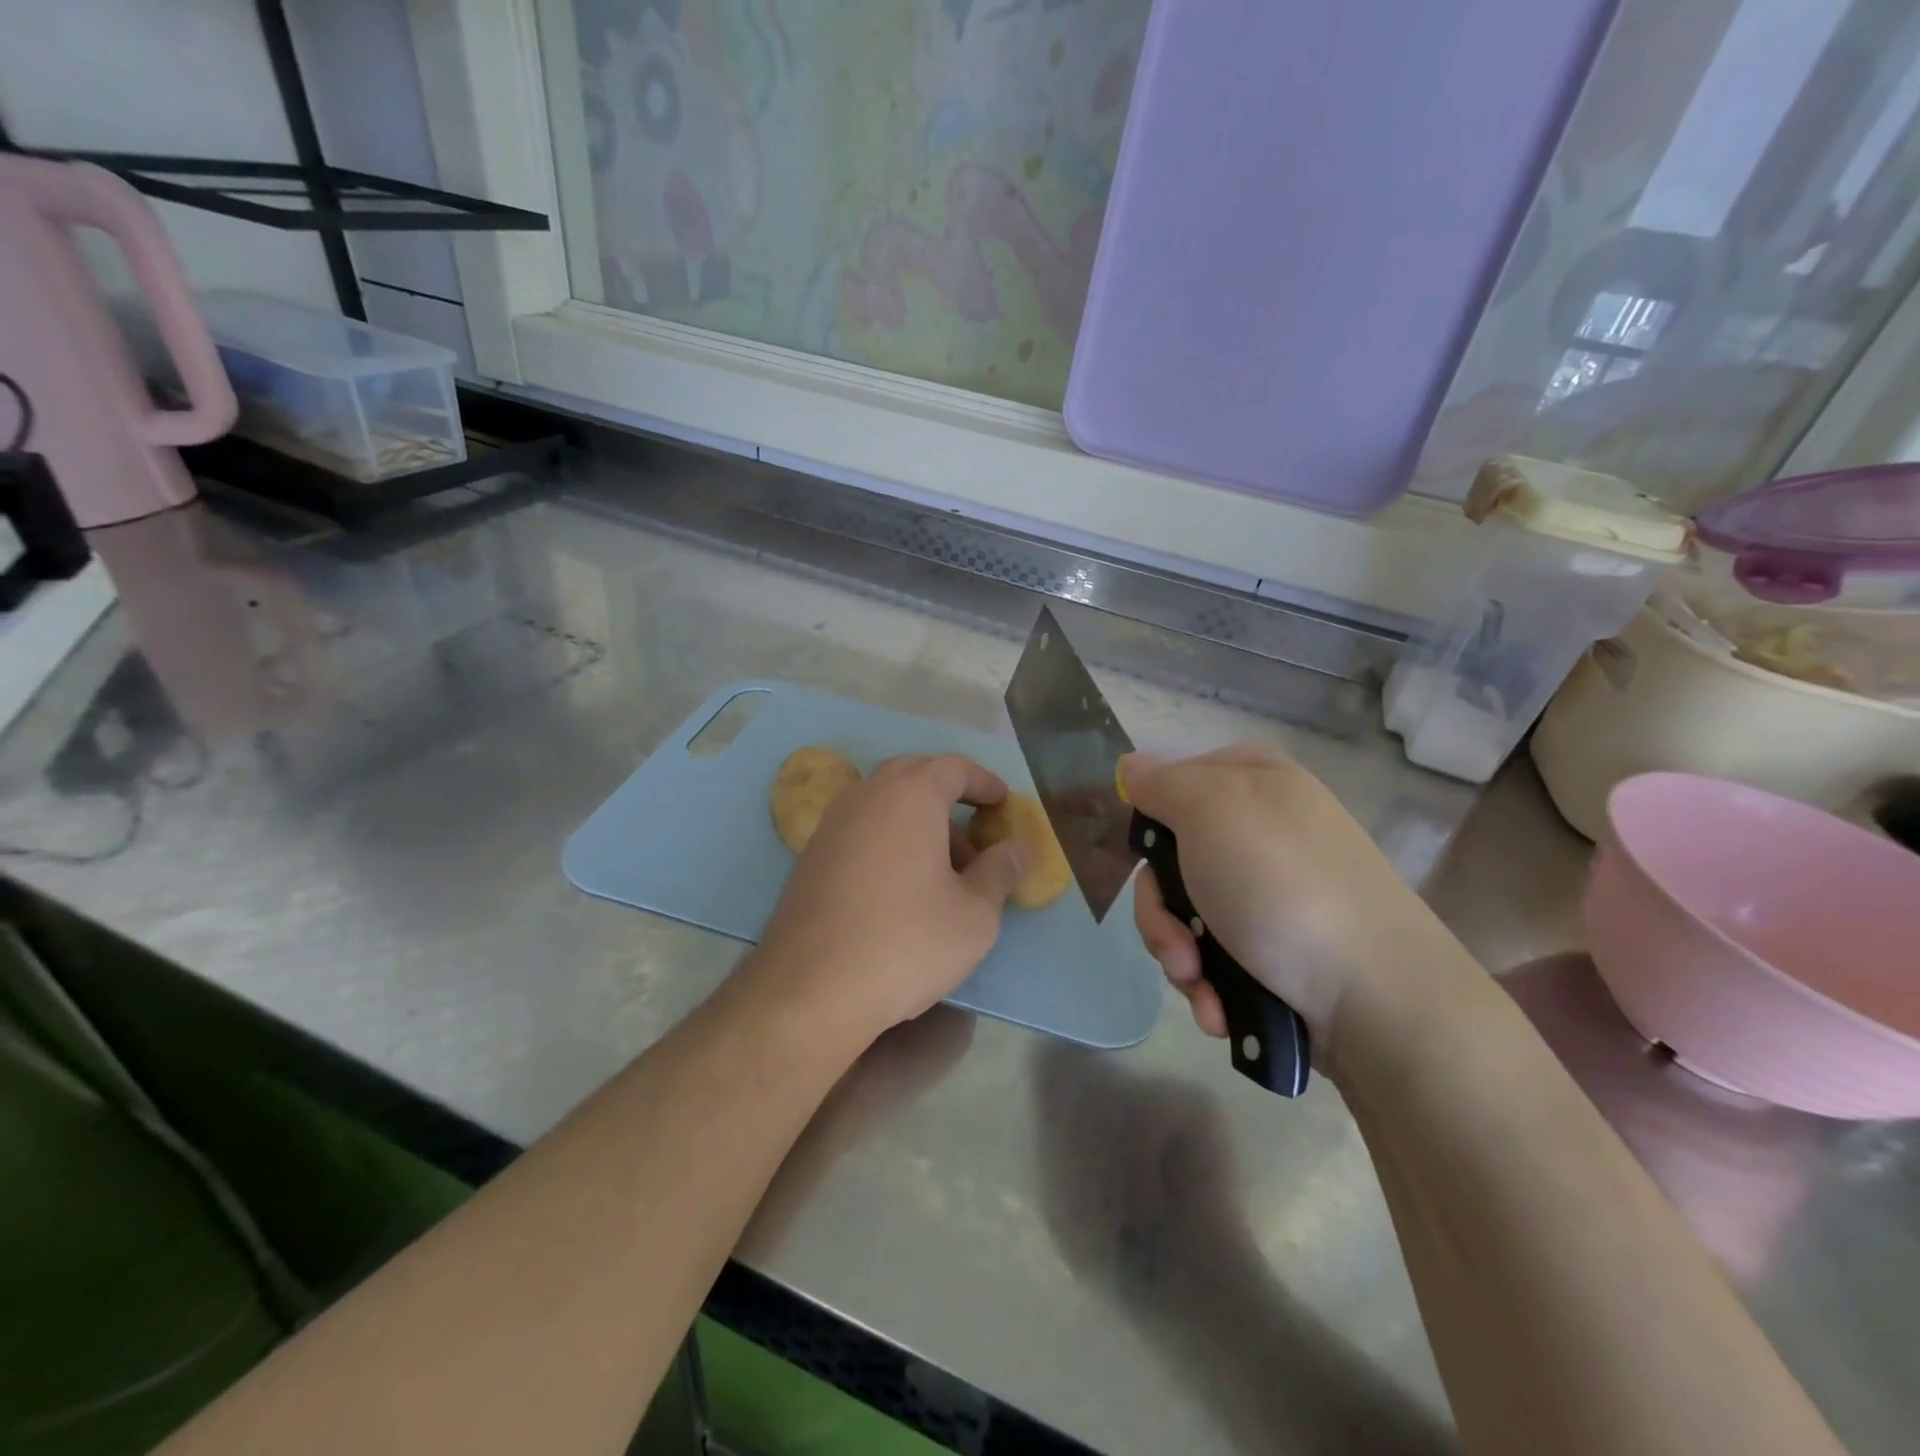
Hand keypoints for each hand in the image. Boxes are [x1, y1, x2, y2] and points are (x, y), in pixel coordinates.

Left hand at [752, 753, 1026, 1040]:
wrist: (810, 989)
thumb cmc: (905, 943)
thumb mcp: (974, 915)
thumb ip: (1000, 872)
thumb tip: (1015, 848)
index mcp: (910, 796)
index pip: (953, 767)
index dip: (984, 781)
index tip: (1003, 802)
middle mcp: (866, 796)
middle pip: (913, 774)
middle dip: (948, 794)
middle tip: (974, 830)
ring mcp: (831, 824)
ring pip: (884, 802)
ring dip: (918, 820)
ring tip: (943, 870)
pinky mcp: (810, 856)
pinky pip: (860, 828)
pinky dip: (888, 838)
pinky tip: (901, 886)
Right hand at [1123, 744, 1455, 1060]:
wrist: (1376, 997)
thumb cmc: (1281, 886)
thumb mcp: (1208, 811)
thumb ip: (1160, 783)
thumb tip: (1130, 766)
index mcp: (1252, 780)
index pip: (1171, 782)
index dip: (1150, 823)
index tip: (1146, 858)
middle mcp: (1262, 828)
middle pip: (1170, 859)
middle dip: (1161, 912)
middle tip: (1178, 946)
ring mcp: (1271, 890)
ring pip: (1185, 913)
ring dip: (1181, 956)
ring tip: (1204, 989)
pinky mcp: (1278, 945)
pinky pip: (1216, 953)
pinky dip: (1210, 982)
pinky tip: (1222, 1008)